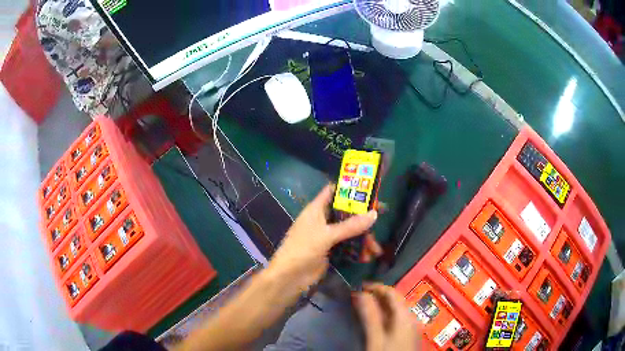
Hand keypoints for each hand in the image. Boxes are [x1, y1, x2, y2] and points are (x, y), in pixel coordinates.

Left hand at [269, 184, 380, 291]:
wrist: (289, 278)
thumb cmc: (302, 249)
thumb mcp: (326, 235)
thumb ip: (350, 225)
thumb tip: (374, 214)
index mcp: (316, 209)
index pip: (333, 192)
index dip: (350, 188)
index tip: (369, 190)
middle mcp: (322, 220)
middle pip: (346, 213)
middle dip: (363, 218)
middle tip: (381, 220)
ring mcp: (327, 236)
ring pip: (349, 232)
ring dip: (363, 239)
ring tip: (375, 250)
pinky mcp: (331, 251)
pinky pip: (348, 247)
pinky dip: (358, 251)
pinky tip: (367, 258)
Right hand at [354, 284, 420, 350]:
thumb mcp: (375, 338)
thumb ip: (369, 315)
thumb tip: (361, 293)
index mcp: (405, 316)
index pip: (392, 292)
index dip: (375, 287)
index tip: (359, 287)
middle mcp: (412, 317)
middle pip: (395, 300)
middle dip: (377, 296)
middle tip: (358, 297)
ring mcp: (412, 326)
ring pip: (396, 309)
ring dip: (380, 305)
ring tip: (364, 307)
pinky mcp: (410, 333)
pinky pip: (398, 318)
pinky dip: (386, 315)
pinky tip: (376, 320)